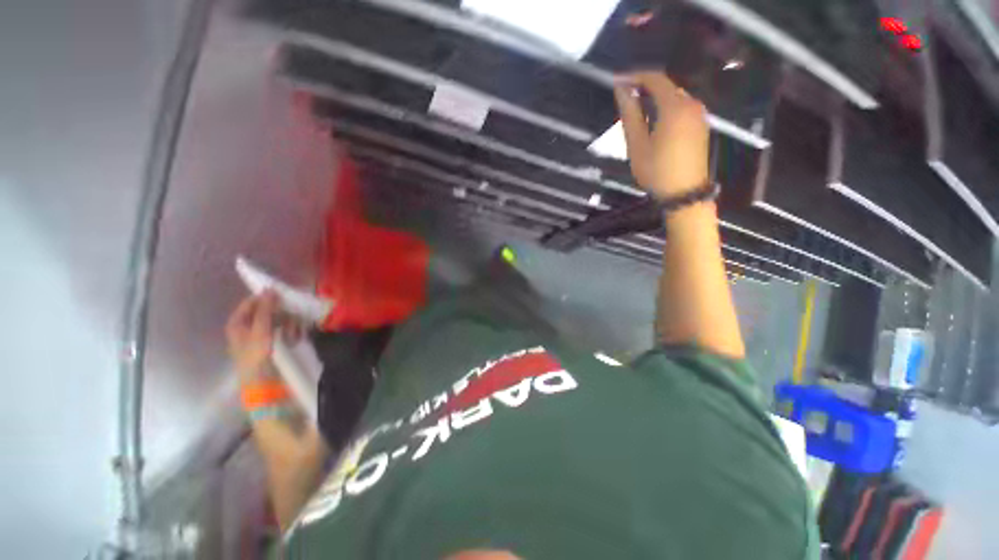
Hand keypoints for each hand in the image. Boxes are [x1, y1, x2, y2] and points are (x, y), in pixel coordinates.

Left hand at [225, 291, 303, 383]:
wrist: (263, 385)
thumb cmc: (257, 358)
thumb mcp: (260, 332)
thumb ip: (265, 310)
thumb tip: (270, 289)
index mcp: (237, 324)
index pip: (252, 302)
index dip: (267, 299)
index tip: (285, 299)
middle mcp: (247, 328)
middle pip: (267, 311)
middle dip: (282, 315)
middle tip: (292, 320)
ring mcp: (260, 336)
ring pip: (278, 321)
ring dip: (289, 325)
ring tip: (294, 335)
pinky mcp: (272, 344)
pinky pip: (283, 331)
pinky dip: (291, 333)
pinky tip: (295, 339)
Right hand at [613, 72, 709, 198]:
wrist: (684, 192)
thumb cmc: (657, 171)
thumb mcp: (638, 145)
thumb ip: (630, 115)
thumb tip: (622, 90)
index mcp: (675, 107)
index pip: (655, 79)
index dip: (635, 76)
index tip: (617, 81)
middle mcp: (691, 104)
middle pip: (667, 86)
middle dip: (645, 87)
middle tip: (625, 97)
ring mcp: (699, 115)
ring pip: (675, 96)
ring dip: (655, 98)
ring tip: (637, 110)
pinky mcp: (701, 125)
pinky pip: (682, 107)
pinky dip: (666, 107)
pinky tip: (654, 121)